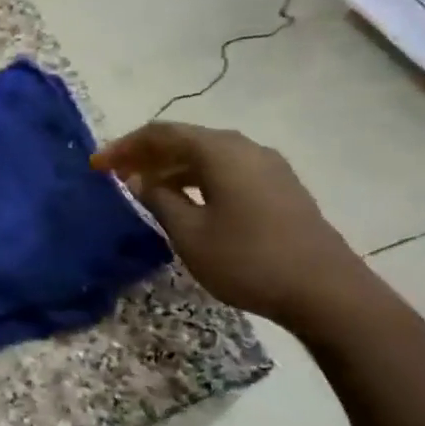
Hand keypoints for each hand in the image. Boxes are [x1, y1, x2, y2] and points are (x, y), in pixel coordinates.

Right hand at [92, 123, 399, 340]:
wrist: (327, 292)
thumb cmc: (248, 260)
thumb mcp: (190, 234)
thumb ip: (160, 200)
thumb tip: (140, 180)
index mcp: (220, 151)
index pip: (161, 133)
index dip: (125, 147)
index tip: (97, 166)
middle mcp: (245, 148)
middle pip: (186, 139)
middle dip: (147, 154)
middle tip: (117, 175)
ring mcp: (268, 167)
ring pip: (208, 155)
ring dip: (173, 167)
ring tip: (145, 189)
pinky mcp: (281, 188)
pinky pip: (227, 170)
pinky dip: (198, 178)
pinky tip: (187, 202)